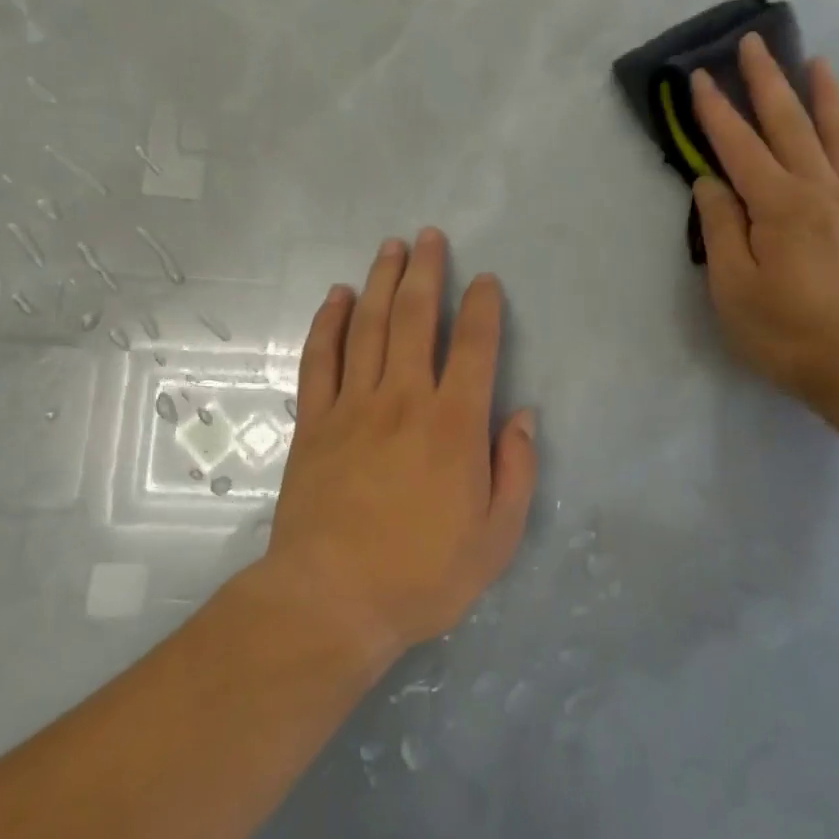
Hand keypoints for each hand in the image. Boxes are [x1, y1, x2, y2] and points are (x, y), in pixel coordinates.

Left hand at [266, 229, 538, 656]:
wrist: (332, 601)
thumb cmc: (423, 574)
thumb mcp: (496, 537)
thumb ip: (516, 470)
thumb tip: (523, 416)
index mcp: (454, 425)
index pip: (474, 347)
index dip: (482, 307)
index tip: (484, 281)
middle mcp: (404, 399)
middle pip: (415, 318)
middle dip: (426, 272)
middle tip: (429, 237)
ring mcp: (353, 406)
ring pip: (368, 327)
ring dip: (380, 282)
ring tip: (390, 248)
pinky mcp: (314, 422)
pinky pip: (320, 359)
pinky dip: (328, 323)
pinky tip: (337, 297)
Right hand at [690, 36, 838, 409]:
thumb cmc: (788, 333)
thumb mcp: (733, 288)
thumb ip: (721, 229)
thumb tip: (711, 183)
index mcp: (779, 205)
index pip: (740, 146)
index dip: (716, 110)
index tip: (700, 77)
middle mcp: (822, 189)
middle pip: (791, 123)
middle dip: (768, 81)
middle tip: (754, 43)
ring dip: (825, 93)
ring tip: (817, 63)